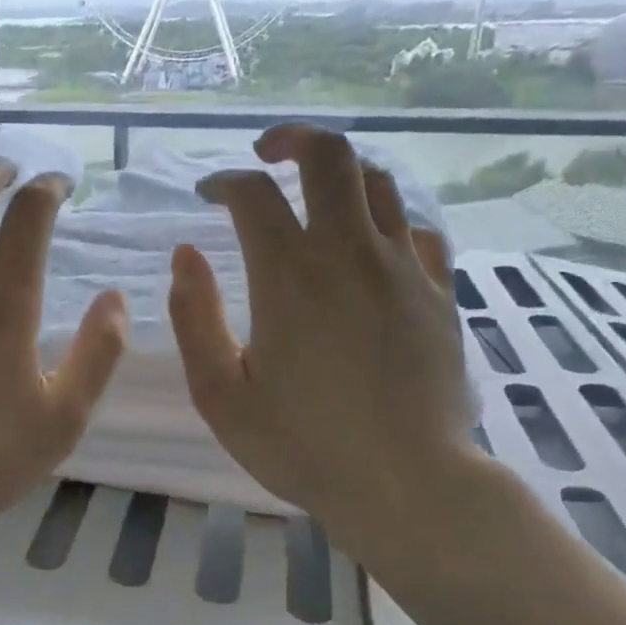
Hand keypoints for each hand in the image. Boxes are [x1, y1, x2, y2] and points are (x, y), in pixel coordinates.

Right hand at [168, 124, 479, 557]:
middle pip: (331, 157)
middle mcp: (349, 253)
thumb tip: (187, 256)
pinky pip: (416, 230)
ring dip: (340, 174)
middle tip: (267, 154)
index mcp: (289, 275)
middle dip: (293, 140)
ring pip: (378, 183)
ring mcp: (403, 269)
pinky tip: (370, 246)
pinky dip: (386, 221)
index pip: (253, 195)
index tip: (208, 196)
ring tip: (315, 193)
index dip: (224, 183)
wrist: (407, 484)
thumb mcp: (220, 394)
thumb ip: (195, 318)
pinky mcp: (438, 293)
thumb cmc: (302, 445)